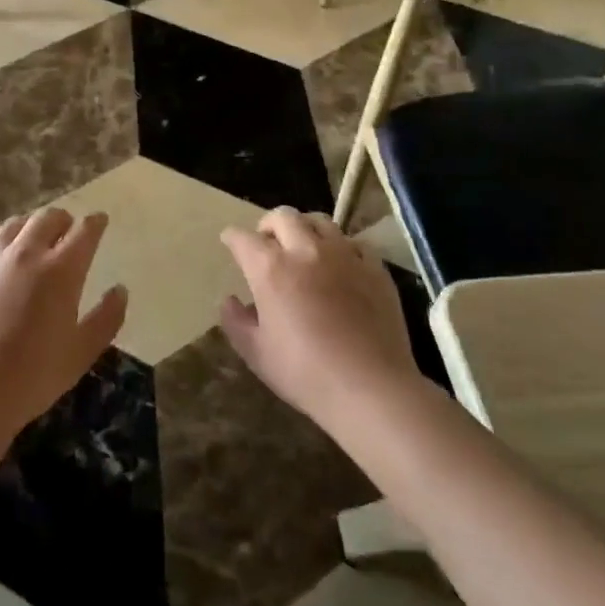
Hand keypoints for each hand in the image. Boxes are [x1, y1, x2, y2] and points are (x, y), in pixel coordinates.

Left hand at [0, 208, 126, 436]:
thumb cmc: (33, 376)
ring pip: (14, 223)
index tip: (99, 221)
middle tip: (66, 229)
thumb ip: (107, 318)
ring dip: (29, 225)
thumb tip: (120, 290)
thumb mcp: (82, 353)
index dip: (95, 223)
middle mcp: (27, 252)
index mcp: (62, 270)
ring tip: (32, 235)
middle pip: (48, 218)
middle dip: (63, 220)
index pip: (84, 232)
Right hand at [219, 208, 422, 431]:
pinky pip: (354, 243)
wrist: (371, 388)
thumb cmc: (305, 373)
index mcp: (271, 268)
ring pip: (320, 221)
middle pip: (282, 216)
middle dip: (268, 225)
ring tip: (303, 246)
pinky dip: (341, 247)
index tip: (230, 242)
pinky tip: (341, 264)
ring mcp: (344, 255)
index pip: (243, 238)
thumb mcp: (257, 354)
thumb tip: (230, 301)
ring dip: (304, 228)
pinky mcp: (374, 268)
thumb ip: (236, 322)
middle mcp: (305, 250)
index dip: (232, 238)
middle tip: (267, 243)